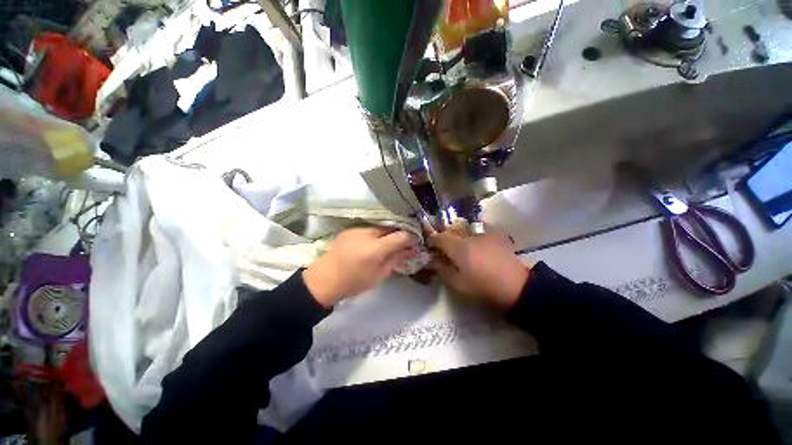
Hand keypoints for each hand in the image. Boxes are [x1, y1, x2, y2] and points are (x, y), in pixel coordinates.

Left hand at [303, 226, 417, 306]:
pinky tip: (372, 243)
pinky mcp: (350, 228)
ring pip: (380, 227)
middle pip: (391, 228)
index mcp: (375, 248)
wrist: (324, 279)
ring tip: (386, 245)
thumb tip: (413, 250)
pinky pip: (369, 228)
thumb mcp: (380, 274)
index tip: (415, 244)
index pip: (401, 235)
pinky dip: (375, 234)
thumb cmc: (354, 282)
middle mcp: (367, 233)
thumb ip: (397, 259)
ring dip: (387, 234)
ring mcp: (357, 229)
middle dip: (399, 235)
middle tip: (401, 245)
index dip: (411, 238)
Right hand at [428, 223, 529, 309]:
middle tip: (443, 247)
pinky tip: (475, 243)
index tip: (430, 246)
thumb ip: (441, 269)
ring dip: (458, 234)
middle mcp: (469, 236)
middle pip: (451, 230)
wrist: (516, 287)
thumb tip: (431, 260)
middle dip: (444, 236)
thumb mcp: (457, 284)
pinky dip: (472, 234)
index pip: (439, 237)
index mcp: (458, 247)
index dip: (431, 240)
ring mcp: (483, 234)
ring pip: (465, 228)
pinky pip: (479, 229)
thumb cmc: (482, 287)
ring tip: (459, 244)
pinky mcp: (495, 236)